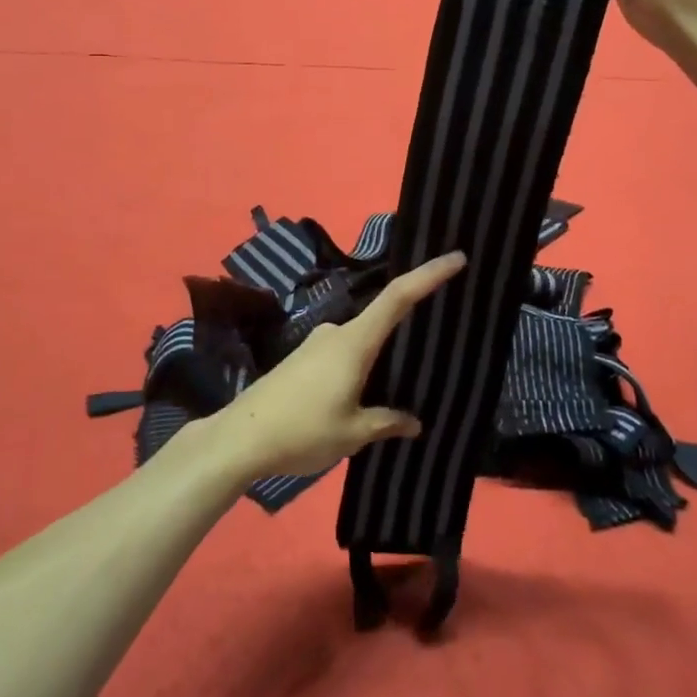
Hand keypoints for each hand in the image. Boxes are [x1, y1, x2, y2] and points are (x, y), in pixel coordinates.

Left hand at [207, 252, 467, 481]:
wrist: (240, 438)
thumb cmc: (302, 431)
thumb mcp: (353, 433)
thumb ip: (387, 422)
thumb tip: (414, 422)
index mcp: (354, 342)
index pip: (398, 297)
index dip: (428, 275)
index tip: (456, 258)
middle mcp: (336, 333)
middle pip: (380, 319)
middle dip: (406, 331)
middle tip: (430, 349)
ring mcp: (316, 343)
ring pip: (360, 342)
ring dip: (378, 359)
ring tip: (394, 389)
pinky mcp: (301, 358)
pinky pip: (342, 354)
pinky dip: (358, 366)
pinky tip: (359, 396)